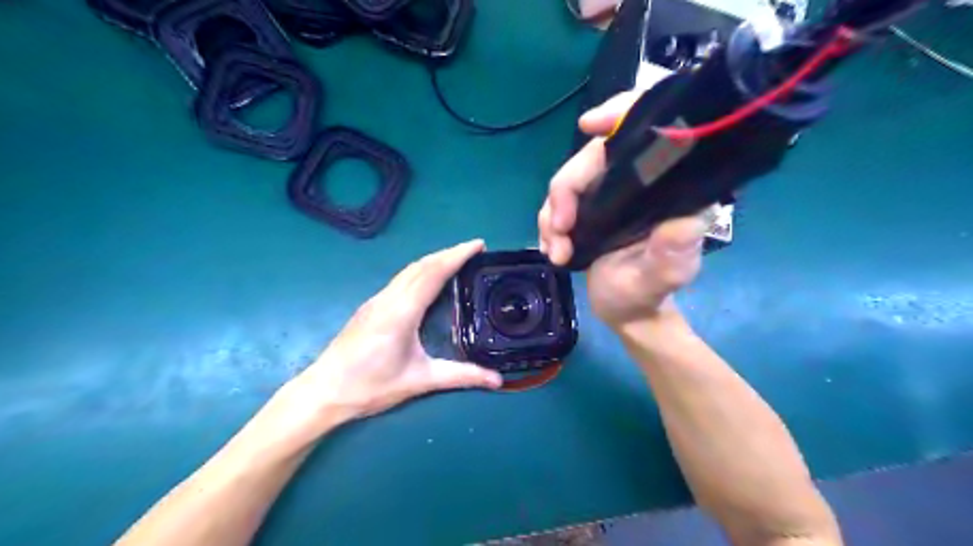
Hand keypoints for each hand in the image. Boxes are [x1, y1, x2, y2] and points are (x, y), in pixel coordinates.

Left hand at [273, 241, 501, 436]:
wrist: (323, 391)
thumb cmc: (370, 386)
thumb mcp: (419, 381)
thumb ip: (460, 377)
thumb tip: (497, 380)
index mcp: (401, 311)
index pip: (433, 273)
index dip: (457, 255)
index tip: (479, 245)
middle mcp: (388, 298)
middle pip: (421, 265)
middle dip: (449, 253)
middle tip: (475, 250)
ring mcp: (376, 300)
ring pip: (409, 270)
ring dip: (434, 260)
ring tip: (457, 260)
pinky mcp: (370, 307)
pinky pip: (401, 279)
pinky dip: (421, 271)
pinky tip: (429, 280)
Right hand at [539, 91, 707, 328]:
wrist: (626, 313)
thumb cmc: (647, 295)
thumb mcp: (663, 277)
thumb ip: (672, 253)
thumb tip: (685, 219)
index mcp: (666, 190)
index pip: (650, 132)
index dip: (621, 114)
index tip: (589, 125)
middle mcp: (638, 184)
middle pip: (592, 157)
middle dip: (566, 190)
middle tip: (559, 229)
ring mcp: (609, 195)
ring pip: (568, 181)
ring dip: (551, 214)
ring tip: (556, 252)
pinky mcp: (588, 209)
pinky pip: (558, 203)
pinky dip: (548, 225)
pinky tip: (552, 250)